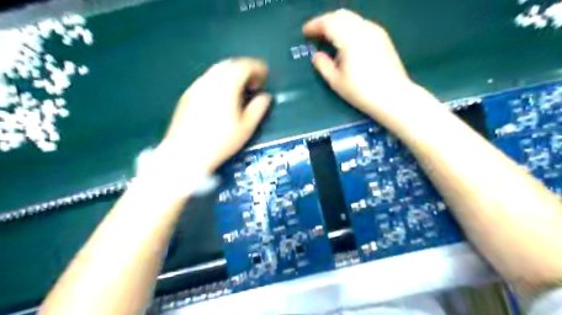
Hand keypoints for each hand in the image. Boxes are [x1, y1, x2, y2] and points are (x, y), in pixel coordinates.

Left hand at [158, 57, 271, 174]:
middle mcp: (209, 81)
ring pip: (217, 71)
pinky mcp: (187, 95)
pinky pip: (207, 80)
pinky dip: (219, 82)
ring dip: (232, 75)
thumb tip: (265, 97)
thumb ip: (258, 108)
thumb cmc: (220, 142)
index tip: (265, 78)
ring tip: (239, 92)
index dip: (258, 68)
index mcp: (226, 86)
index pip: (244, 66)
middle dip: (245, 70)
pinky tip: (222, 99)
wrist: (185, 154)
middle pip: (230, 64)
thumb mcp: (246, 127)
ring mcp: (195, 86)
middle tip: (254, 85)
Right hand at [306, 9, 423, 120]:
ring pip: (352, 18)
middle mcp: (364, 29)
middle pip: (341, 15)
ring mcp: (376, 31)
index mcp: (350, 39)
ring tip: (329, 36)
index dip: (314, 25)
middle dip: (325, 21)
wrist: (393, 96)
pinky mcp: (383, 37)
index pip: (328, 23)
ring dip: (338, 23)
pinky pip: (361, 24)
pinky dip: (349, 27)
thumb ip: (323, 65)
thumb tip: (317, 55)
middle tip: (315, 33)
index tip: (305, 32)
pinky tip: (346, 41)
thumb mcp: (336, 82)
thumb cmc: (361, 92)